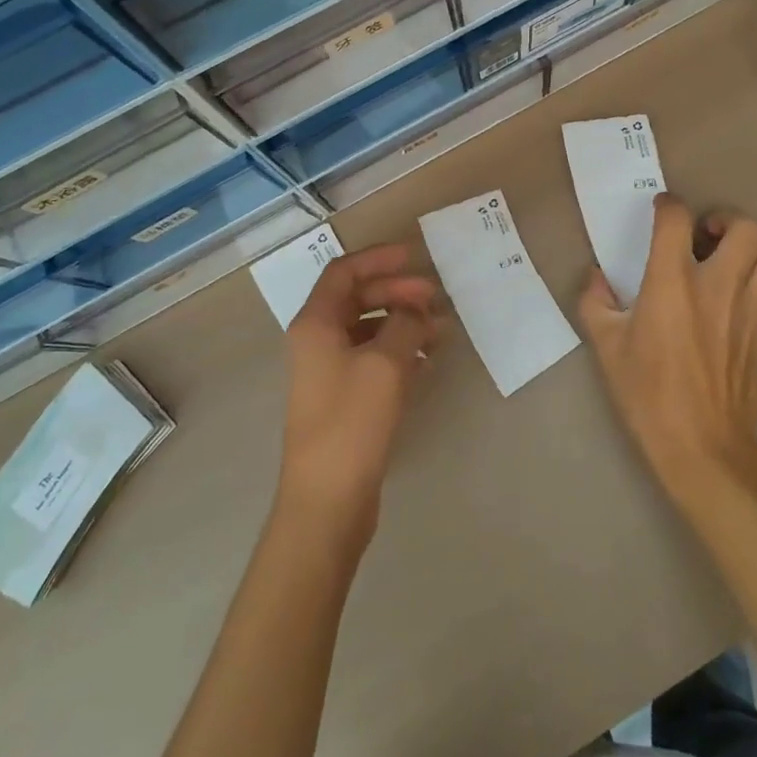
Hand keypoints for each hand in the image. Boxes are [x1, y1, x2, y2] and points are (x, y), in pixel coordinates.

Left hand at [277, 244, 442, 545]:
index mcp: (315, 324)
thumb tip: (417, 310)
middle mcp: (317, 341)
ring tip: (440, 330)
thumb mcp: (385, 364)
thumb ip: (405, 324)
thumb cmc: (352, 422)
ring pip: (368, 330)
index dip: (378, 259)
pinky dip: (398, 351)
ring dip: (402, 322)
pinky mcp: (343, 399)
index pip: (344, 273)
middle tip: (435, 298)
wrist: (327, 500)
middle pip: (357, 299)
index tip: (414, 256)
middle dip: (397, 292)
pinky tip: (427, 360)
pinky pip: (372, 359)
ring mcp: (328, 372)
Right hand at [578, 194, 756, 503]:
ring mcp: (752, 310)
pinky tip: (750, 302)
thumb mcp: (606, 346)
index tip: (661, 212)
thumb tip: (596, 277)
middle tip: (704, 237)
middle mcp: (719, 285)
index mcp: (672, 281)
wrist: (700, 447)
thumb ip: (595, 302)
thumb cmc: (647, 393)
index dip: (669, 206)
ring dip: (752, 252)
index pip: (677, 219)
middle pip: (744, 227)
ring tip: (730, 265)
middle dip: (725, 221)